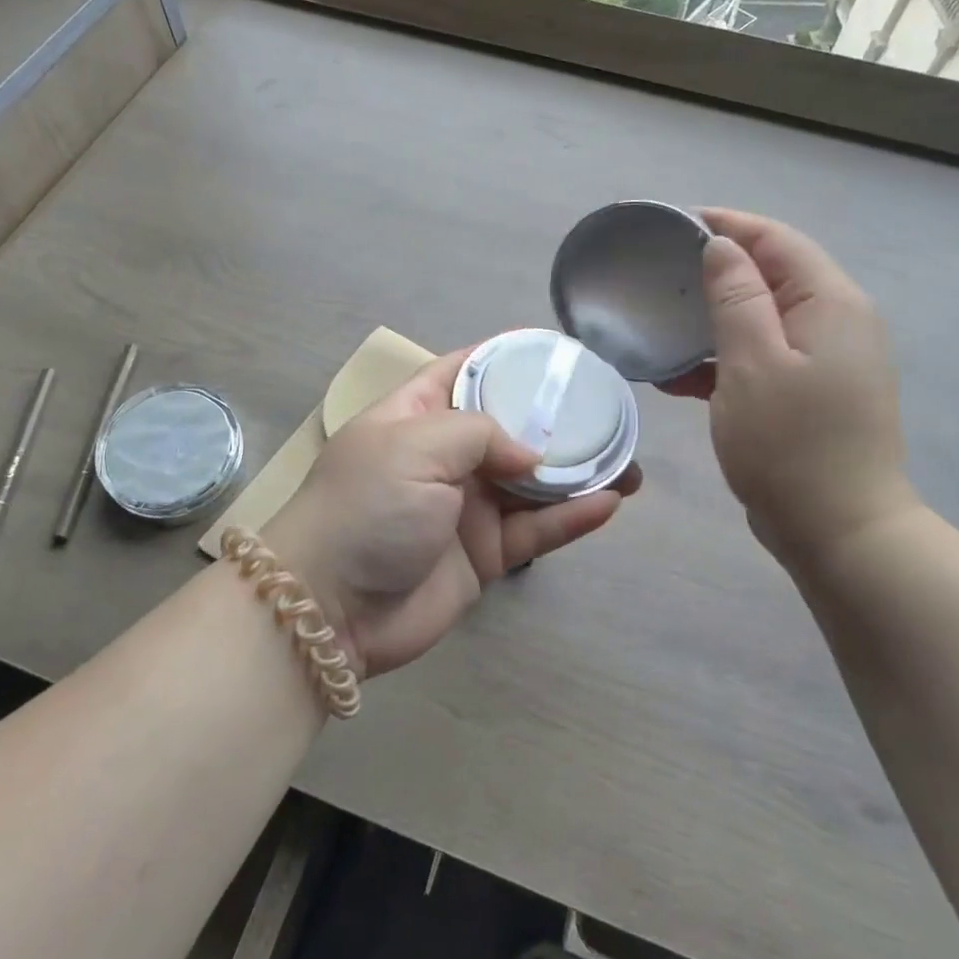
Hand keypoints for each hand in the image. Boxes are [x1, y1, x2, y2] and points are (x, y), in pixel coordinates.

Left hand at [263, 349, 640, 678]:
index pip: (464, 370)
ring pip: (533, 483)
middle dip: (557, 421)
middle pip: (511, 427)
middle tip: (609, 413)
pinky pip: (535, 531)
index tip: (556, 352)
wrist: (330, 607)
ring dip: (578, 473)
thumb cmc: (366, 506)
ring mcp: (466, 507)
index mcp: (417, 415)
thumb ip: (481, 433)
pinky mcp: (484, 555)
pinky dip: (571, 518)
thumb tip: (530, 455)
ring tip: (628, 463)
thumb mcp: (415, 445)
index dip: (507, 358)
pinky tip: (609, 503)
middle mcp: (444, 456)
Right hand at [662, 208, 916, 566]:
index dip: (727, 224)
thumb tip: (722, 245)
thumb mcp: (752, 363)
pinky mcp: (813, 394)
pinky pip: (764, 357)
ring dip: (714, 320)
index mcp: (831, 303)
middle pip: (772, 275)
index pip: (776, 241)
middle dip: (716, 271)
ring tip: (661, 327)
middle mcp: (838, 322)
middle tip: (660, 276)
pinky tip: (677, 377)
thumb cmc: (790, 444)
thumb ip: (736, 297)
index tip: (673, 225)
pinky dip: (723, 359)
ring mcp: (828, 361)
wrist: (839, 532)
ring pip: (763, 319)